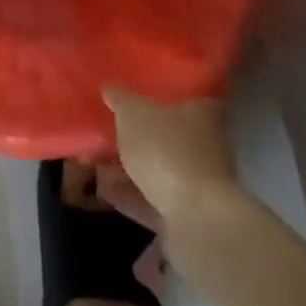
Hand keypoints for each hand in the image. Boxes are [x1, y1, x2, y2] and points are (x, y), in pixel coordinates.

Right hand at [100, 86, 238, 224]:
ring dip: (131, 168)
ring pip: (160, 169)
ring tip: (98, 163)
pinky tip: (104, 190)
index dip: (161, 95)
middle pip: (170, 135)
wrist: (196, 219)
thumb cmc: (167, 151)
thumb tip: (110, 86)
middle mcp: (207, 146)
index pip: (185, 97)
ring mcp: (200, 183)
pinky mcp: (189, 215)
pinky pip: (153, 200)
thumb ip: (120, 98)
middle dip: (140, 135)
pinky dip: (131, 195)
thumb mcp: (133, 114)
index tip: (137, 96)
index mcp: (202, 114)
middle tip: (109, 130)